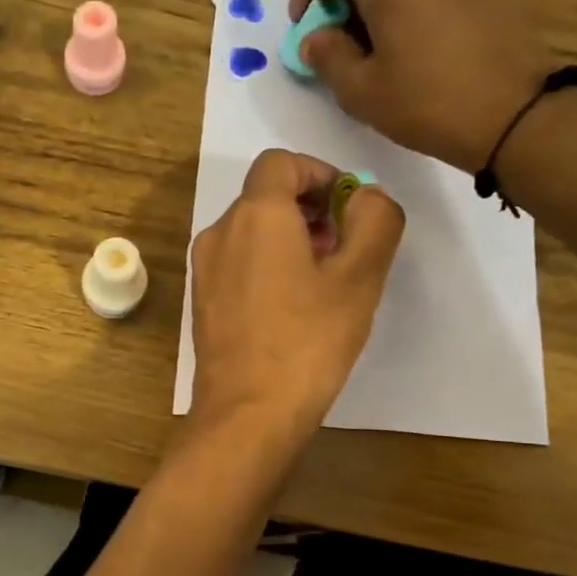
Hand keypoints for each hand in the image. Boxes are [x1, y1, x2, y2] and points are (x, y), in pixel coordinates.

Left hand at [187, 149, 404, 453]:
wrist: (247, 413)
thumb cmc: (307, 342)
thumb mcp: (359, 278)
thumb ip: (374, 220)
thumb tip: (365, 196)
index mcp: (254, 215)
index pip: (281, 162)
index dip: (320, 173)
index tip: (349, 207)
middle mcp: (219, 233)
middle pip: (265, 196)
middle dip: (309, 209)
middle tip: (345, 247)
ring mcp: (204, 270)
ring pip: (250, 231)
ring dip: (290, 238)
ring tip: (323, 280)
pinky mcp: (202, 302)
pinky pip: (237, 263)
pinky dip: (266, 265)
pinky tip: (293, 306)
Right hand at [292, 0, 553, 173]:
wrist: (519, 114)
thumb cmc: (428, 104)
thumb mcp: (360, 91)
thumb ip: (327, 56)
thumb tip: (316, 38)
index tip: (303, 28)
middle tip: (338, 43)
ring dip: (380, 1)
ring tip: (379, 48)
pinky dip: (413, 2)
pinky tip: (417, 44)